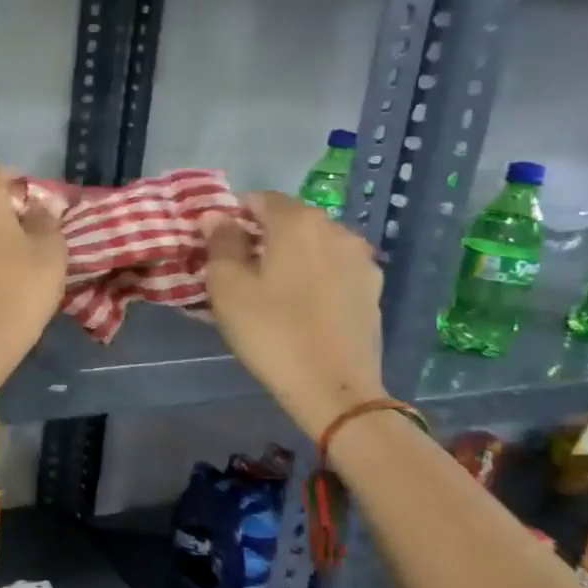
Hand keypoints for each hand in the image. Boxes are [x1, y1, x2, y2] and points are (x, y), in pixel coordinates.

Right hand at [205, 191, 387, 437]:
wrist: (334, 388)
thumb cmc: (271, 331)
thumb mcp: (227, 286)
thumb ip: (220, 243)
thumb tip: (217, 217)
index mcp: (299, 223)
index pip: (259, 199)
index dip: (234, 216)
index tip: (216, 245)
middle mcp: (336, 230)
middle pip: (289, 221)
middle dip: (261, 237)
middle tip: (237, 270)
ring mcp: (361, 260)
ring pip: (312, 246)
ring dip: (288, 258)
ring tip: (268, 291)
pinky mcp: (372, 290)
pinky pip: (331, 270)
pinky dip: (311, 277)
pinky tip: (297, 307)